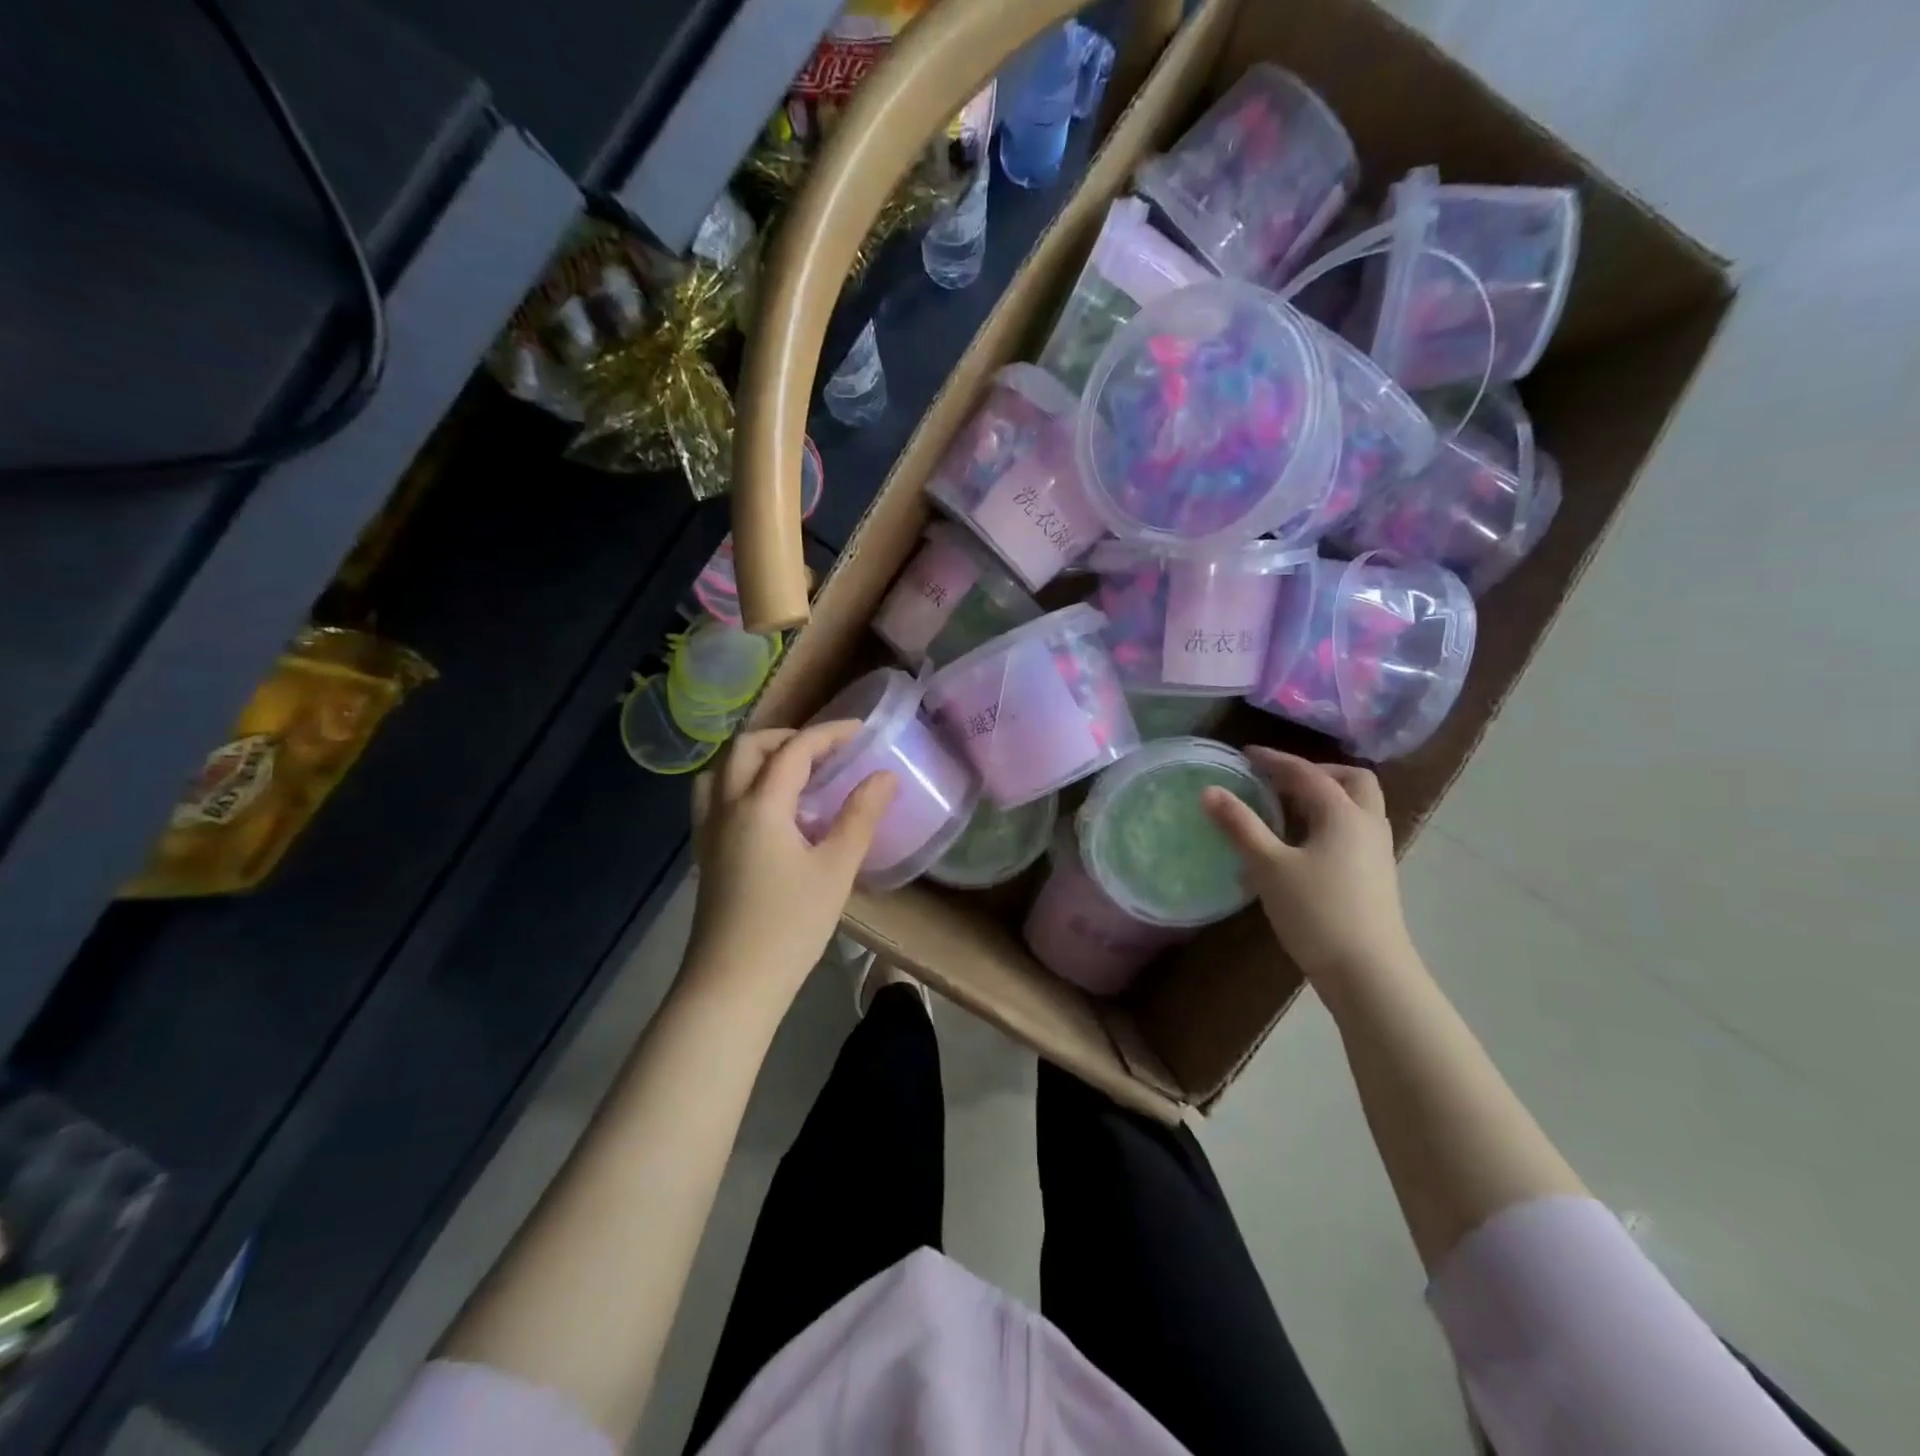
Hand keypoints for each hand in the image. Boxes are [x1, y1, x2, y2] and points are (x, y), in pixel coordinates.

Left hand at [686, 723, 896, 997]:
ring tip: (792, 772)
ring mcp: (708, 830)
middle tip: (824, 751)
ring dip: (757, 756)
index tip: (860, 732)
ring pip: (722, 768)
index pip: (794, 750)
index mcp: (760, 805)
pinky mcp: (705, 852)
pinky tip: (767, 808)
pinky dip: (740, 780)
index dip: (829, 734)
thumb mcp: (836, 869)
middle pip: (747, 747)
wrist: (733, 984)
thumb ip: (860, 816)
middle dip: (787, 737)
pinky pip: (714, 795)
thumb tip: (884, 776)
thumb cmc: (790, 926)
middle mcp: (726, 807)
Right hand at [1203, 748, 1417, 983]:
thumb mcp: (1269, 866)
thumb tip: (1210, 790)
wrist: (1368, 972)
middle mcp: (1367, 823)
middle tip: (1279, 780)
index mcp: (1343, 813)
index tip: (1245, 755)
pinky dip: (1329, 821)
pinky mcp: (1375, 874)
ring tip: (1285, 809)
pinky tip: (1301, 844)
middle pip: (1351, 780)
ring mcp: (1377, 850)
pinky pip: (1354, 829)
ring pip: (1357, 806)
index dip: (1274, 760)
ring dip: (1324, 797)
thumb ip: (1240, 825)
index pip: (1307, 772)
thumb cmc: (1317, 912)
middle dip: (1315, 772)